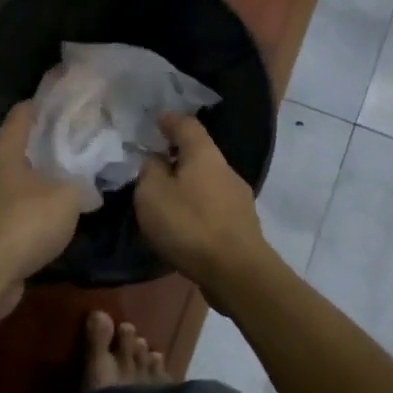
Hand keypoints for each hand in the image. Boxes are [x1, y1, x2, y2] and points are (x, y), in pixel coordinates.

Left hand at [0, 102, 82, 285]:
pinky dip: (21, 217)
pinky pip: (3, 216)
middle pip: (11, 151)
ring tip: (59, 188)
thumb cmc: (24, 221)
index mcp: (1, 151)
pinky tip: (42, 226)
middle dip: (38, 149)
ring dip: (29, 186)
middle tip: (70, 149)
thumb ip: (79, 184)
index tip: (62, 104)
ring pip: (6, 186)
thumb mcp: (67, 197)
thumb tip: (85, 187)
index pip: (21, 115)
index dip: (41, 106)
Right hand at [133, 114, 270, 289]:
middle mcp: (226, 170)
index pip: (187, 125)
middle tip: (154, 163)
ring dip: (188, 184)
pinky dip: (197, 206)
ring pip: (208, 181)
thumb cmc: (189, 226)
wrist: (236, 272)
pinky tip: (185, 222)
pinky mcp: (241, 224)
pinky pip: (213, 205)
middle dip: (178, 156)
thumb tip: (156, 160)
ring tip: (167, 197)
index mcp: (204, 155)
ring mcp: (238, 198)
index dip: (170, 120)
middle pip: (200, 154)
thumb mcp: (152, 194)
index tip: (156, 120)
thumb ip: (150, 171)